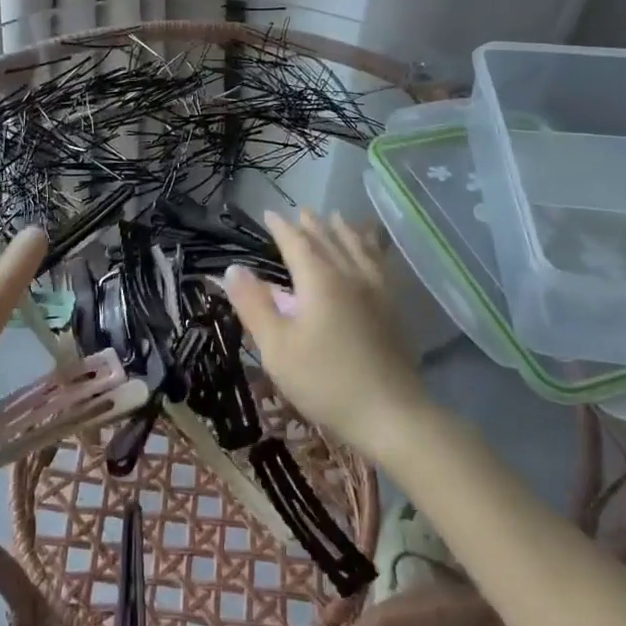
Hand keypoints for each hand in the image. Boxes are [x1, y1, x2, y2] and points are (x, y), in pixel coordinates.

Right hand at [224, 210, 431, 457]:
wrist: (390, 413)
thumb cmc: (325, 380)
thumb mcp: (277, 347)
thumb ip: (254, 305)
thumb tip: (233, 268)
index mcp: (319, 279)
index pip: (296, 243)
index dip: (281, 227)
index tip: (269, 214)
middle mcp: (349, 274)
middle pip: (329, 240)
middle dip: (313, 224)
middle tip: (301, 212)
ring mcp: (376, 289)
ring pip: (358, 247)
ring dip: (344, 230)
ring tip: (338, 218)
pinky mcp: (393, 307)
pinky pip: (379, 263)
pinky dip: (371, 247)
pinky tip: (373, 252)